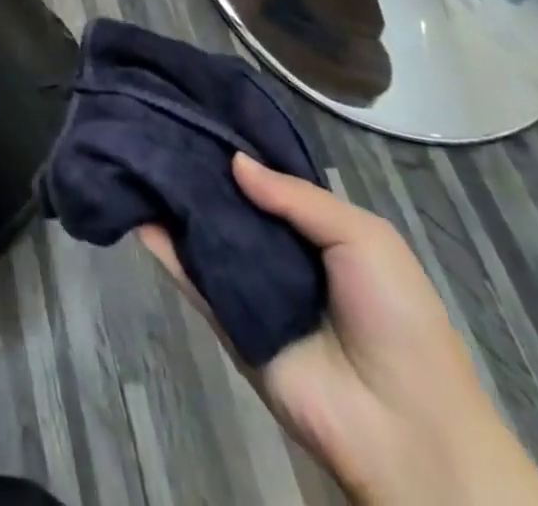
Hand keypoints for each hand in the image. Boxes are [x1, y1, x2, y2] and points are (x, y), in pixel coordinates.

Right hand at [140, 154, 537, 505]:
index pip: (264, 177)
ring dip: (173, 200)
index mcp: (314, 227)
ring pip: (202, 232)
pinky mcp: (225, 321)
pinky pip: (190, 279)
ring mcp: (247, 285)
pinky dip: (162, 248)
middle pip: (228, 200)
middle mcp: (275, 249)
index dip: (235, 146)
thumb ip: (298, 197)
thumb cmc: (396, 317)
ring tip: (133, 152)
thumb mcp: (364, 239)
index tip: (195, 108)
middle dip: (197, 166)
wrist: (404, 429)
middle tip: (153, 121)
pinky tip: (134, 211)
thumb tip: (234, 161)